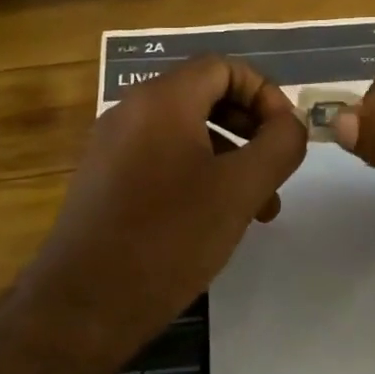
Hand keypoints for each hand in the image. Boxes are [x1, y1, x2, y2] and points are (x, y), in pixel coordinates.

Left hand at [18, 56, 307, 356]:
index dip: (264, 93)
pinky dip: (197, 174)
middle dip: (250, 128)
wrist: (82, 306)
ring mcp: (112, 145)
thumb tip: (292, 122)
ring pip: (185, 132)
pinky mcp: (104, 179)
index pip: (224, 67)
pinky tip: (215, 219)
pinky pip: (161, 158)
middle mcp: (131, 110)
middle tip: (276, 168)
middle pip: (205, 96)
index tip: (286, 134)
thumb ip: (279, 145)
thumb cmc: (169, 237)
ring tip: (258, 207)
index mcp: (162, 99)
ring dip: (229, 157)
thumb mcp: (240, 189)